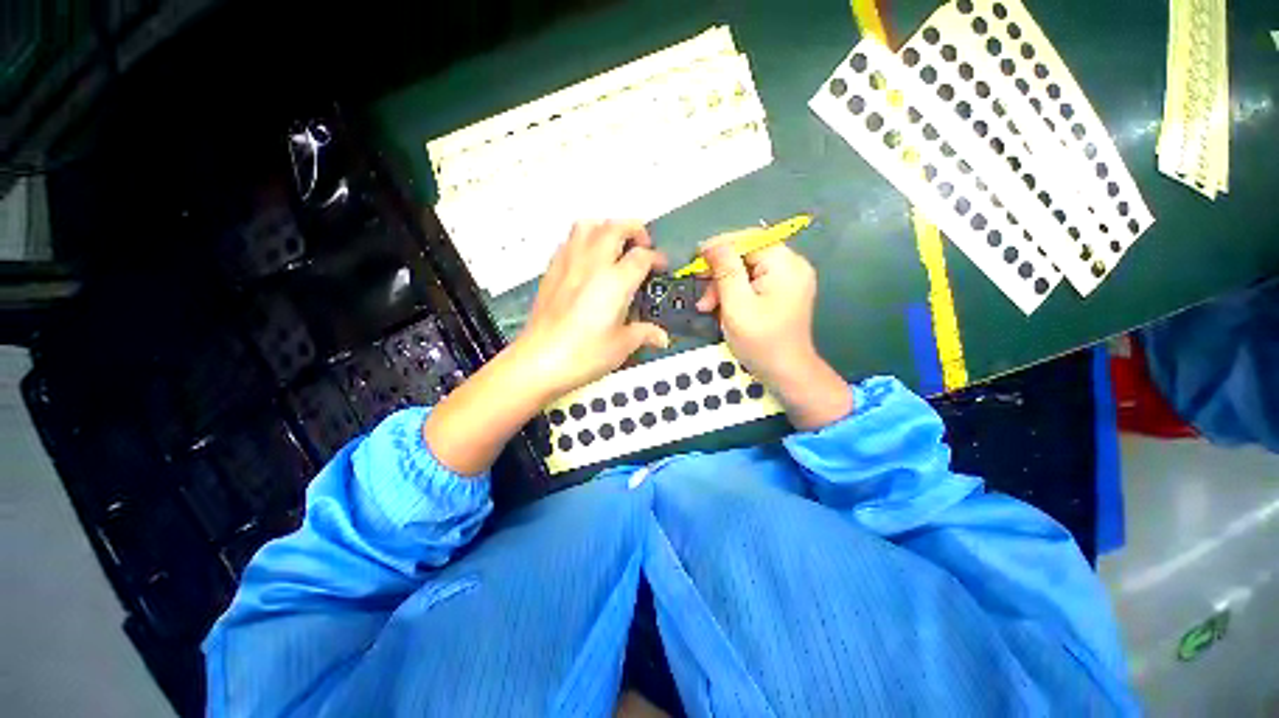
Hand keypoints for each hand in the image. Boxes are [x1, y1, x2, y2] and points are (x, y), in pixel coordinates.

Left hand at [514, 220, 670, 398]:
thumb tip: (659, 337)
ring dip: (605, 228)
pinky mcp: (551, 272)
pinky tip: (586, 261)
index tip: (660, 266)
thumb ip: (644, 334)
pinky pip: (568, 241)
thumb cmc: (582, 354)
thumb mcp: (622, 346)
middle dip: (634, 229)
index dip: (656, 258)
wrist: (539, 361)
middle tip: (642, 245)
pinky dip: (582, 241)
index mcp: (615, 282)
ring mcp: (569, 265)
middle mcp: (592, 265)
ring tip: (614, 244)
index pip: (642, 256)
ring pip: (587, 225)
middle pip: (616, 227)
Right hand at [697, 236, 851, 429]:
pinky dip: (735, 293)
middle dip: (720, 273)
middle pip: (747, 255)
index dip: (720, 246)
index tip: (695, 259)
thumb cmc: (761, 341)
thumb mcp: (736, 304)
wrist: (786, 373)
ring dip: (724, 286)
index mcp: (784, 263)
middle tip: (701, 293)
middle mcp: (791, 265)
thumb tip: (712, 244)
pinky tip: (721, 308)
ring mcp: (789, 280)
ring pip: (747, 270)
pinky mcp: (783, 293)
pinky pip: (753, 282)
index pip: (749, 239)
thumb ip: (725, 270)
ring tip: (707, 307)